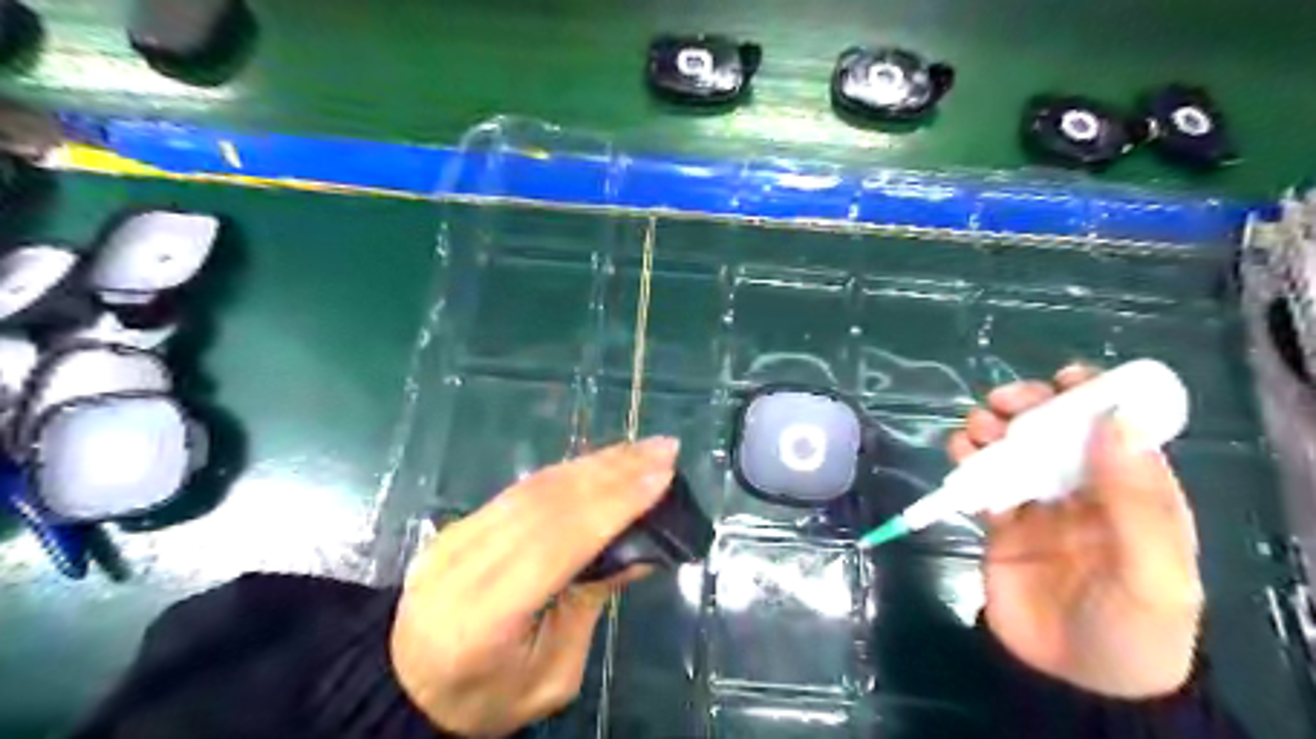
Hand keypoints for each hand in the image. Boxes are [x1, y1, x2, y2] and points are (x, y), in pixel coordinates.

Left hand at [387, 436, 677, 736]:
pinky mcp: (459, 522)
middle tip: (663, 449)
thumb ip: (592, 604)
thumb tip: (642, 548)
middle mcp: (464, 564)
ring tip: (641, 449)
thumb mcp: (553, 673)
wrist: (407, 686)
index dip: (612, 504)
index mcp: (485, 618)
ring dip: (595, 462)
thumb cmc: (490, 695)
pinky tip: (602, 461)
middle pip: (547, 502)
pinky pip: (522, 488)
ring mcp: (456, 536)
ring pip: (535, 486)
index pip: (557, 543)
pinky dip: (569, 470)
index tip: (661, 475)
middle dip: (613, 471)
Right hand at [946, 365, 1200, 697]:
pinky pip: (981, 479)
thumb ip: (1137, 497)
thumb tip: (1113, 420)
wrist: (1074, 682)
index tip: (1065, 378)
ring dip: (991, 429)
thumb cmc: (1131, 628)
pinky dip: (967, 460)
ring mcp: (1039, 504)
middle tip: (1004, 404)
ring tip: (975, 432)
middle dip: (1029, 407)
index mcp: (1136, 493)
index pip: (1117, 431)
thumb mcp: (1153, 570)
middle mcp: (1085, 490)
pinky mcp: (999, 521)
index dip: (1095, 398)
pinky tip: (960, 458)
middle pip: (1055, 432)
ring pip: (1012, 449)